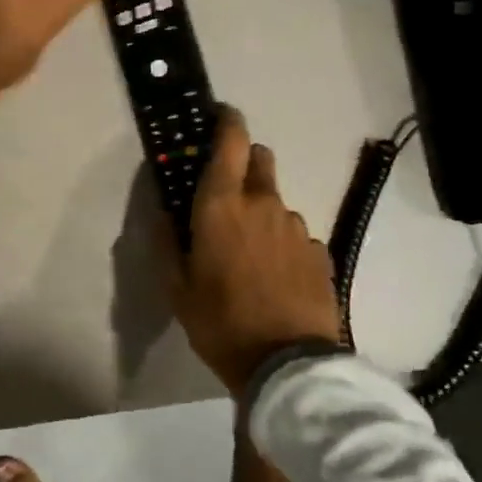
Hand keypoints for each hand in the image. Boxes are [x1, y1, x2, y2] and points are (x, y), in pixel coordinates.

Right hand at [175, 108, 342, 394]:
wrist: (288, 366)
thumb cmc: (221, 321)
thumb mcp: (177, 287)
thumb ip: (166, 242)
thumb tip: (162, 212)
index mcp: (222, 204)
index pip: (231, 140)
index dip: (226, 120)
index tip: (219, 115)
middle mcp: (263, 203)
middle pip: (260, 158)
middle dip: (244, 161)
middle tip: (227, 192)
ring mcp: (297, 227)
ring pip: (277, 201)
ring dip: (262, 211)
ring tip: (250, 252)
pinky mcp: (320, 253)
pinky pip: (296, 234)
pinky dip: (283, 243)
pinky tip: (275, 277)